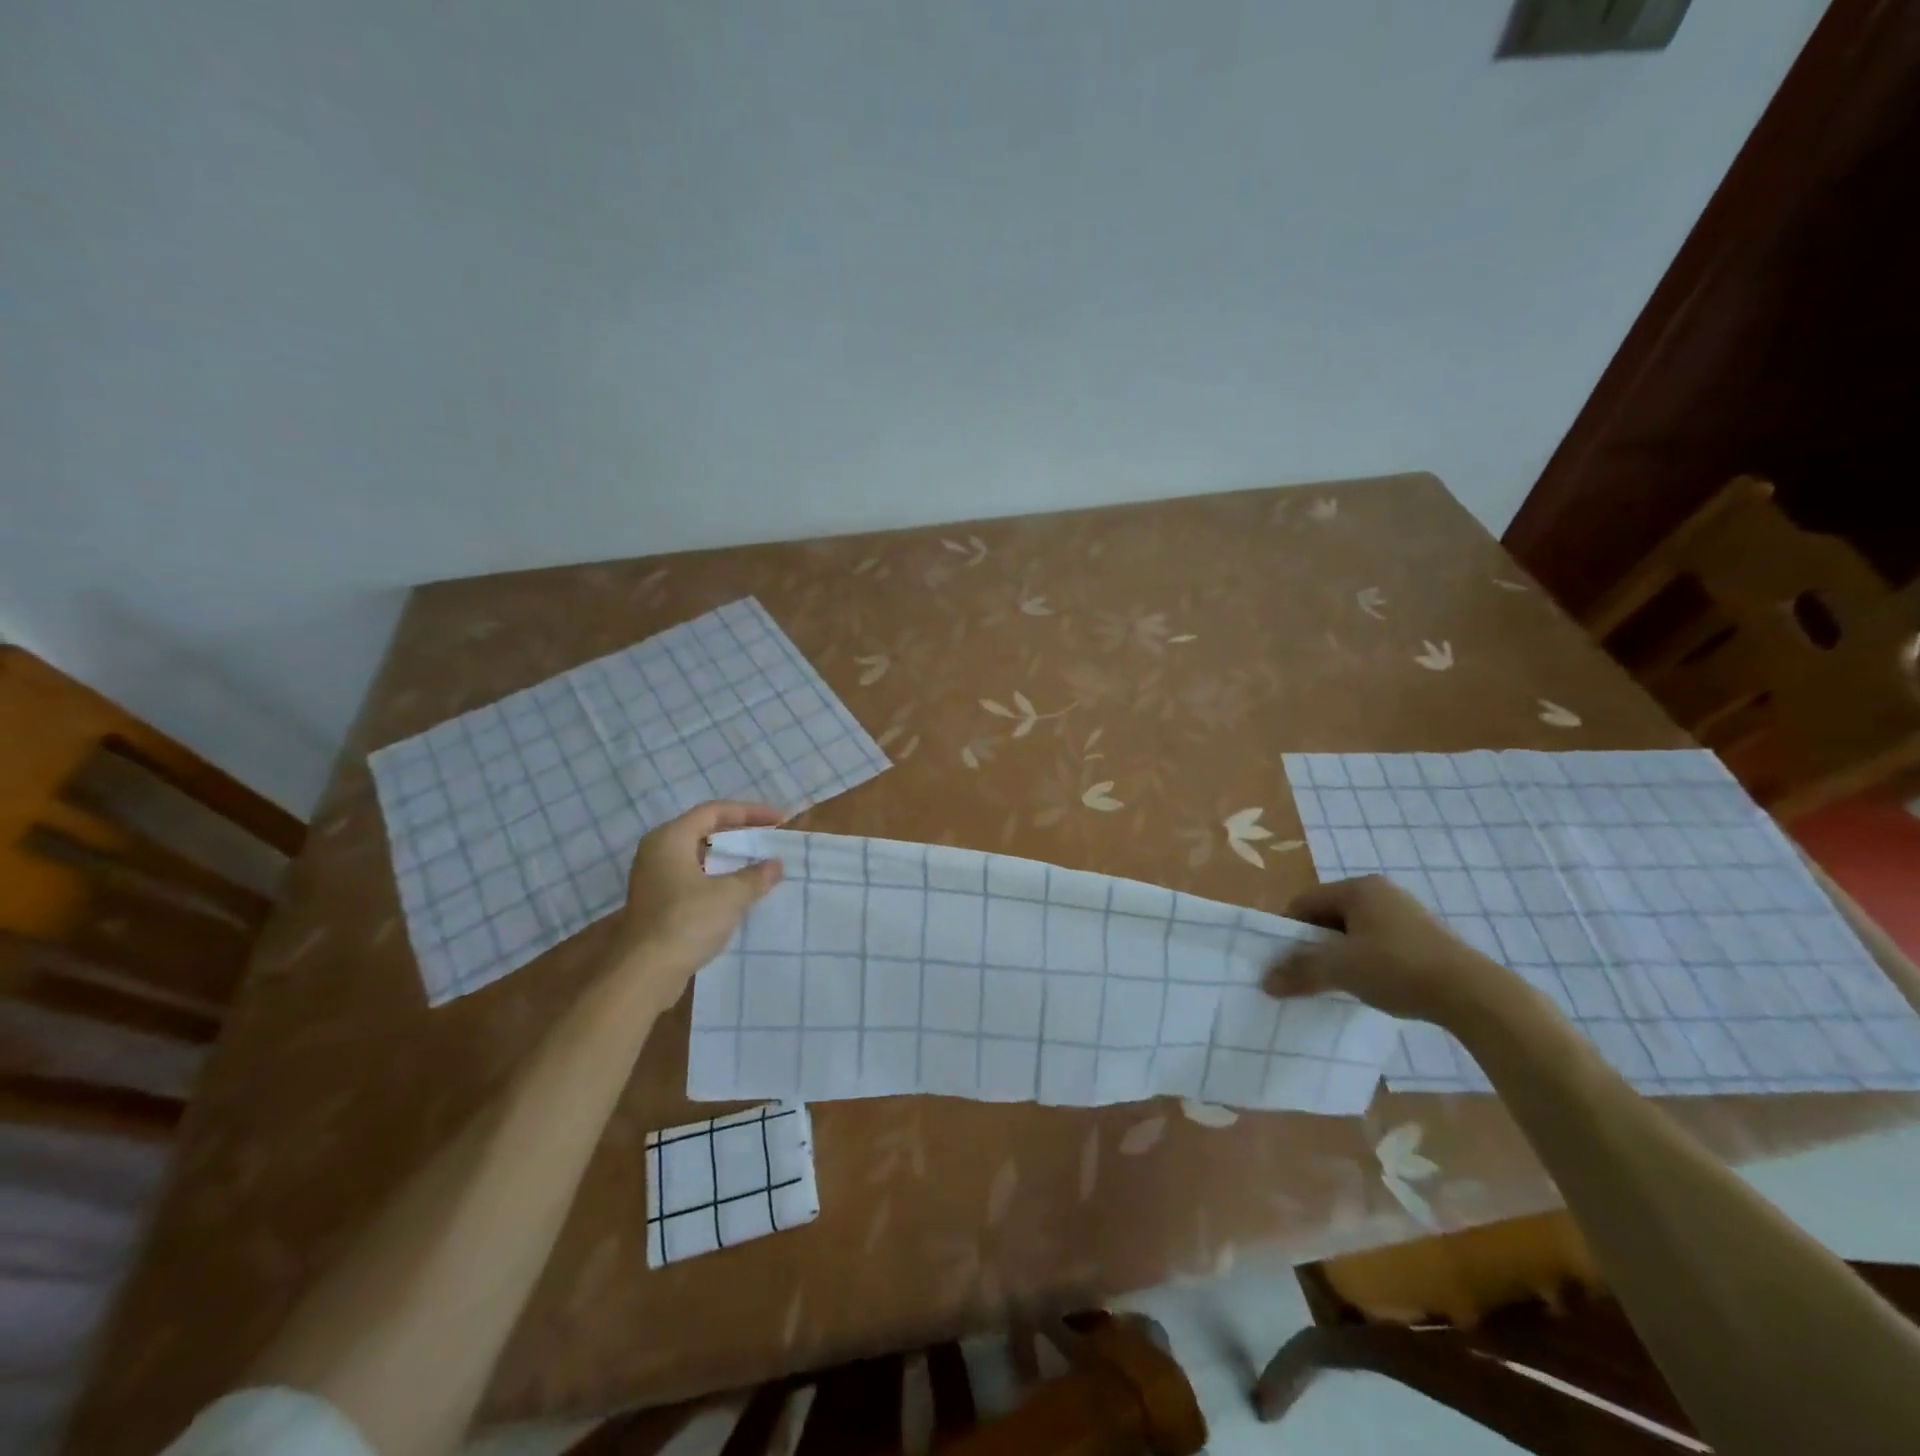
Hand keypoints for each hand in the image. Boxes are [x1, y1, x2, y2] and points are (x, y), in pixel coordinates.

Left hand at [607, 801, 784, 1007]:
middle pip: (704, 831)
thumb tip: (775, 864)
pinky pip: (692, 879)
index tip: (779, 820)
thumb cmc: (687, 922)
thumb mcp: (730, 896)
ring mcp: (654, 879)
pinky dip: (717, 879)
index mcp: (670, 838)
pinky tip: (738, 893)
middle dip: (739, 834)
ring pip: (698, 857)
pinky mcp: (657, 903)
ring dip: (729, 859)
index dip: (749, 812)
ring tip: (759, 864)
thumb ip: (756, 875)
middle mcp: (657, 852)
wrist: (645, 974)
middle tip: (769, 839)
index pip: (714, 811)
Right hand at [1265, 874, 1515, 1023]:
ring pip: (1354, 932)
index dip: (1287, 930)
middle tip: (1306, 973)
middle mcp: (1381, 892)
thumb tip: (1266, 981)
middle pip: (1329, 916)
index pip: (1304, 902)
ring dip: (1339, 955)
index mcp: (1358, 888)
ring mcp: (1406, 914)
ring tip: (1336, 983)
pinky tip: (1369, 986)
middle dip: (1314, 944)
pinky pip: (1378, 944)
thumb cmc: (1399, 968)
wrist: (1475, 996)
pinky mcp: (1425, 939)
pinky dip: (1366, 962)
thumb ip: (1300, 971)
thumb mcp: (1341, 969)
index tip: (1282, 960)